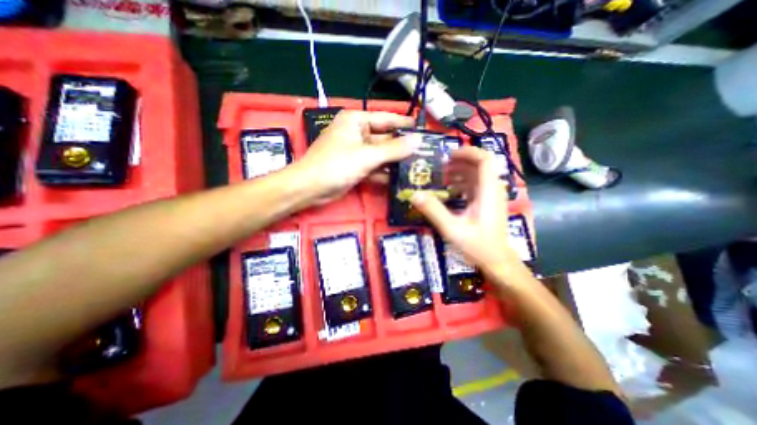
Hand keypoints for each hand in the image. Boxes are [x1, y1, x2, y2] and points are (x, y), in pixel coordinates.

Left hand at [294, 110, 413, 203]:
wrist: (311, 187)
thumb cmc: (336, 165)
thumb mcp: (367, 155)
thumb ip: (394, 149)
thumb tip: (418, 140)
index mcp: (357, 121)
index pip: (387, 119)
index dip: (406, 125)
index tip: (424, 130)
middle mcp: (358, 133)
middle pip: (385, 138)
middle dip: (402, 147)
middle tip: (425, 153)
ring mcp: (356, 151)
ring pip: (381, 154)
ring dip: (395, 161)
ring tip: (417, 166)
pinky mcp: (356, 166)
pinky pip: (374, 166)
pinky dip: (384, 172)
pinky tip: (400, 178)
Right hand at [412, 146, 524, 281]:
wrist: (496, 261)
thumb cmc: (477, 245)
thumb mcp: (452, 228)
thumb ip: (434, 210)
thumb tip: (414, 195)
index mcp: (488, 191)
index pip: (484, 160)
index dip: (468, 152)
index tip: (448, 154)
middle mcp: (492, 190)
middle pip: (480, 165)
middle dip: (460, 162)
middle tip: (440, 166)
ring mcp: (491, 197)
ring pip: (477, 175)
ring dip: (460, 173)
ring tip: (442, 177)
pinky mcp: (487, 204)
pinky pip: (475, 186)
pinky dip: (462, 184)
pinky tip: (450, 191)